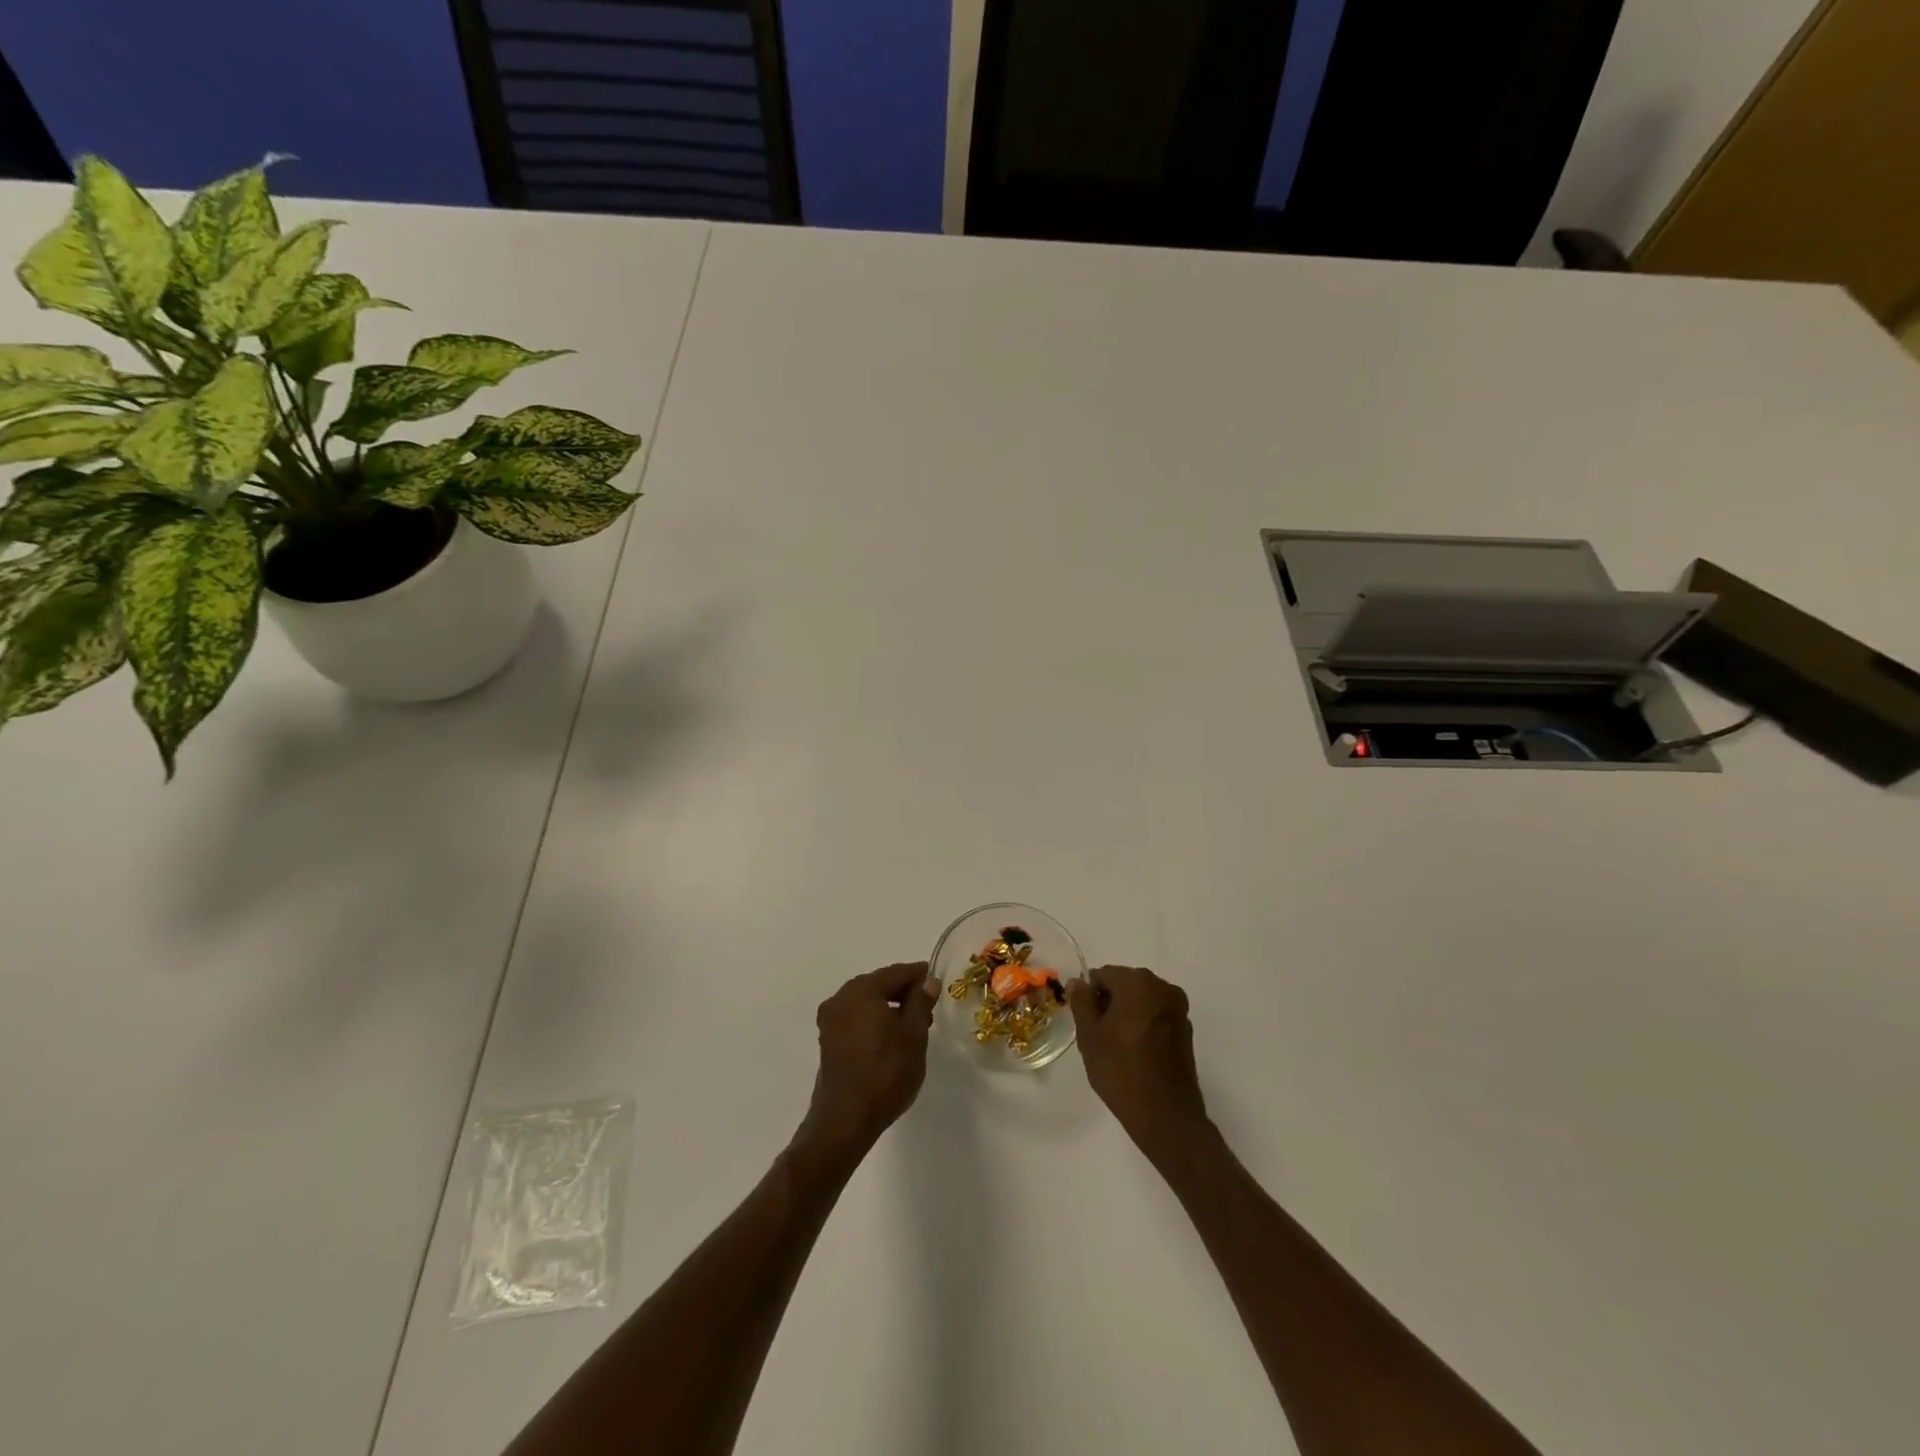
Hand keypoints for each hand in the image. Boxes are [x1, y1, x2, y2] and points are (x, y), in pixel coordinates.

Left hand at [798, 963, 937, 1158]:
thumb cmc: (886, 1073)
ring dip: (888, 1006)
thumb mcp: (914, 1036)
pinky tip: (889, 1036)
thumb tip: (928, 981)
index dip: (918, 975)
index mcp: (862, 990)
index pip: (896, 972)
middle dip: (903, 991)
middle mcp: (841, 998)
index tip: (936, 982)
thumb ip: (921, 1003)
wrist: (846, 1120)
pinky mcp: (827, 1039)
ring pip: (865, 1001)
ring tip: (912, 1025)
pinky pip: (855, 1017)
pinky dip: (873, 1018)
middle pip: (878, 983)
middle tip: (927, 1007)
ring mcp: (830, 1019)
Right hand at [1069, 965, 1212, 1164]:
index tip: (1086, 1022)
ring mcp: (1178, 1009)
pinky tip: (1136, 1053)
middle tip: (1098, 1035)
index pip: (1103, 975)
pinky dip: (1144, 1026)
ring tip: (1117, 1047)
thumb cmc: (1121, 1070)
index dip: (1090, 996)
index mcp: (1138, 982)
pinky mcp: (1186, 1030)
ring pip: (1142, 1001)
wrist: (1166, 1116)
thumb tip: (1078, 982)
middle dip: (1110, 1003)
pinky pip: (1157, 1016)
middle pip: (1125, 984)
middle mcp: (1163, 987)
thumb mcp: (1089, 1035)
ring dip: (1127, 1014)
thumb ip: (1081, 1002)